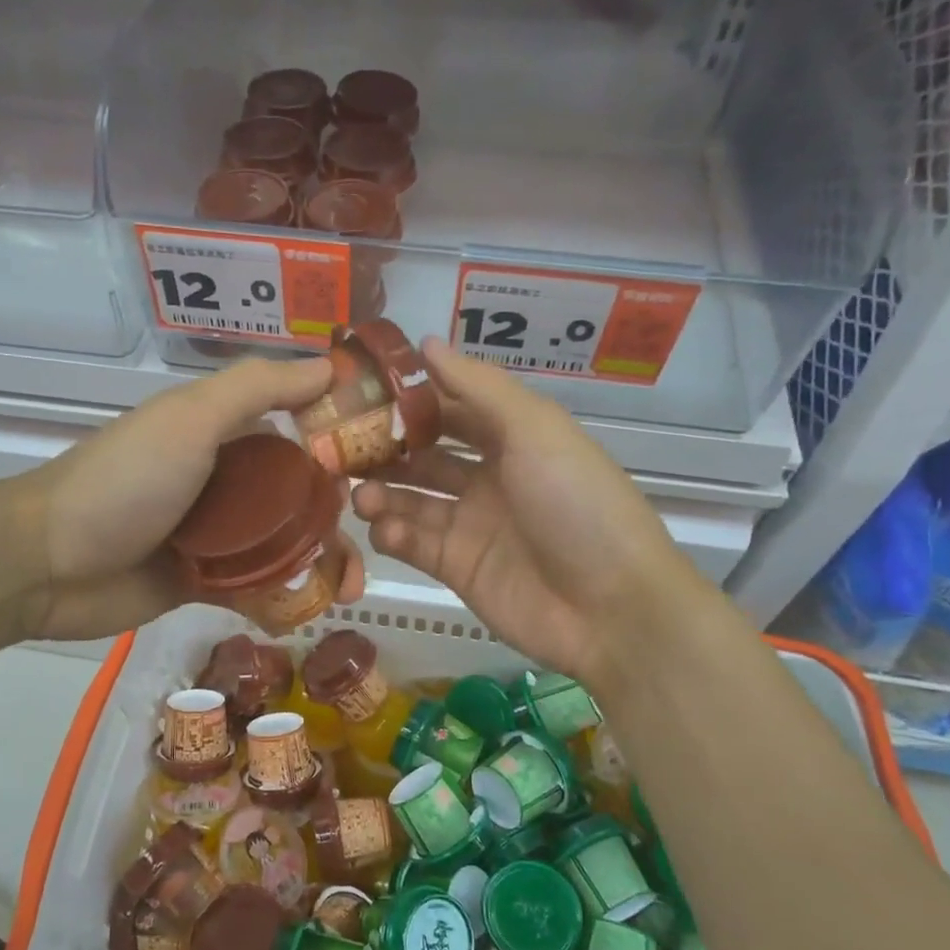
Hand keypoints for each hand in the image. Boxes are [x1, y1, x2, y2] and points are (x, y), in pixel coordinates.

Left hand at [2, 357, 365, 640]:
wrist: (45, 563)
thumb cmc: (124, 482)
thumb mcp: (190, 420)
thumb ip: (257, 388)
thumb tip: (331, 364)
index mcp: (225, 433)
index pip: (300, 429)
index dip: (345, 443)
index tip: (392, 464)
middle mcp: (226, 479)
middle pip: (301, 495)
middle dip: (343, 517)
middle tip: (375, 542)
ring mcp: (216, 534)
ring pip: (286, 545)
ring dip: (324, 563)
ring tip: (350, 591)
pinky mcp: (204, 582)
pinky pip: (259, 587)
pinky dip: (287, 596)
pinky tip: (313, 611)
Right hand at [351, 339, 692, 685]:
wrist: (609, 607)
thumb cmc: (576, 504)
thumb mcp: (534, 430)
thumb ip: (477, 386)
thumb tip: (425, 342)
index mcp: (512, 438)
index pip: (451, 407)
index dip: (410, 397)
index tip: (362, 388)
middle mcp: (489, 476)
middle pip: (423, 454)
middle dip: (384, 448)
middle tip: (339, 446)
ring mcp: (471, 524)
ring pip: (410, 499)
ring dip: (381, 492)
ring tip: (359, 494)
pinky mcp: (456, 567)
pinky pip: (412, 543)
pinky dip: (392, 533)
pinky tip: (383, 529)